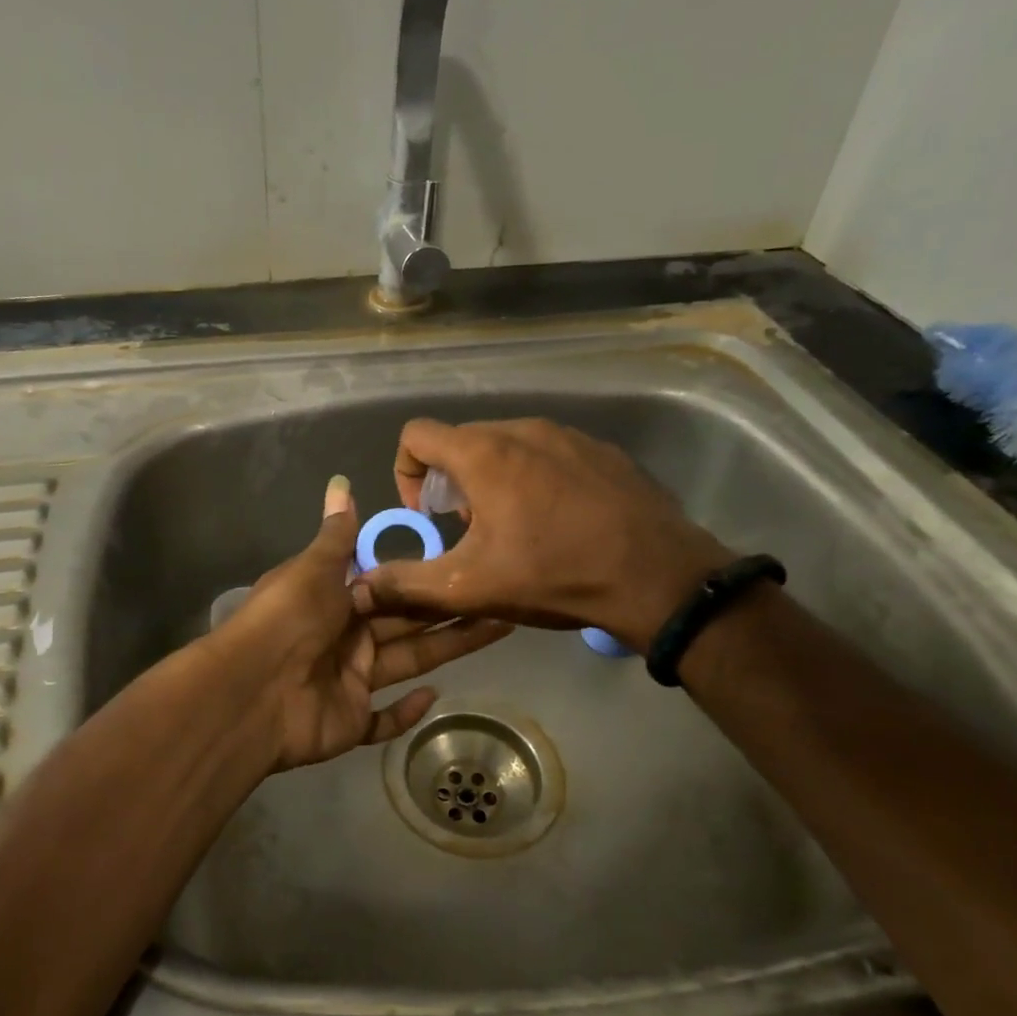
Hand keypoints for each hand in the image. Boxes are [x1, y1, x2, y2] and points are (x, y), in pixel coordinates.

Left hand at [212, 475, 511, 771]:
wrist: (251, 690)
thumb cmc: (288, 618)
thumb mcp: (314, 568)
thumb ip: (337, 533)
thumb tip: (341, 482)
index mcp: (337, 598)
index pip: (390, 583)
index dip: (425, 573)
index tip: (465, 557)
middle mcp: (347, 637)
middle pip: (408, 621)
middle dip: (450, 608)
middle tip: (499, 594)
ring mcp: (350, 680)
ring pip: (409, 661)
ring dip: (448, 648)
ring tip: (499, 627)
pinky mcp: (351, 722)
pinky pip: (383, 719)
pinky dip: (406, 713)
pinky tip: (435, 696)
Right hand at [349, 418, 733, 648]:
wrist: (658, 578)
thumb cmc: (553, 575)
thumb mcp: (469, 586)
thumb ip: (405, 582)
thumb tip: (358, 585)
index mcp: (484, 452)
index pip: (416, 435)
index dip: (406, 473)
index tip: (426, 515)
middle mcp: (523, 429)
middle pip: (463, 442)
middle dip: (452, 485)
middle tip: (470, 533)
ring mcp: (569, 435)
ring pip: (508, 447)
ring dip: (494, 483)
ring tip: (515, 531)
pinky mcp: (602, 451)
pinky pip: (550, 455)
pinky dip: (536, 481)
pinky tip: (559, 524)